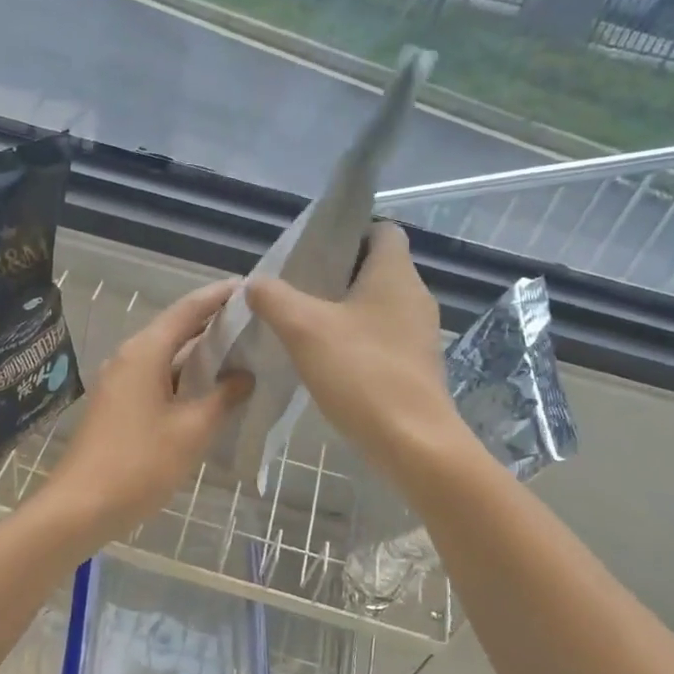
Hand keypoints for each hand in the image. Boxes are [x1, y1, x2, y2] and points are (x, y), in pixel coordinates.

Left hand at [44, 281, 251, 539]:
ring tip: (242, 352)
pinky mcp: (118, 404)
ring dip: (200, 354)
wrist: (80, 506)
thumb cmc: (140, 464)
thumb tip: (244, 376)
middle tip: (256, 322)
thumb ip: (223, 398)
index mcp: (145, 352)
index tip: (251, 287)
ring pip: (167, 356)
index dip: (219, 296)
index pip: (188, 309)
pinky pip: (157, 377)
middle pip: (176, 329)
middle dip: (214, 325)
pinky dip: (185, 377)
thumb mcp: (192, 431)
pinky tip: (210, 390)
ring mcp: (120, 381)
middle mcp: (129, 357)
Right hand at [245, 222, 460, 485]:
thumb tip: (256, 283)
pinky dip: (355, 340)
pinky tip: (326, 360)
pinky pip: (381, 337)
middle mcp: (414, 297)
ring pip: (377, 305)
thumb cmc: (362, 373)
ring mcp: (418, 334)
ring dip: (343, 309)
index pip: (383, 229)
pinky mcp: (415, 365)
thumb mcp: (304, 329)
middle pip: (376, 268)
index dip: (349, 231)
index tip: (313, 251)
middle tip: (296, 287)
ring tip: (303, 323)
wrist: (412, 443)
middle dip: (336, 273)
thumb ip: (274, 298)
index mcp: (395, 274)